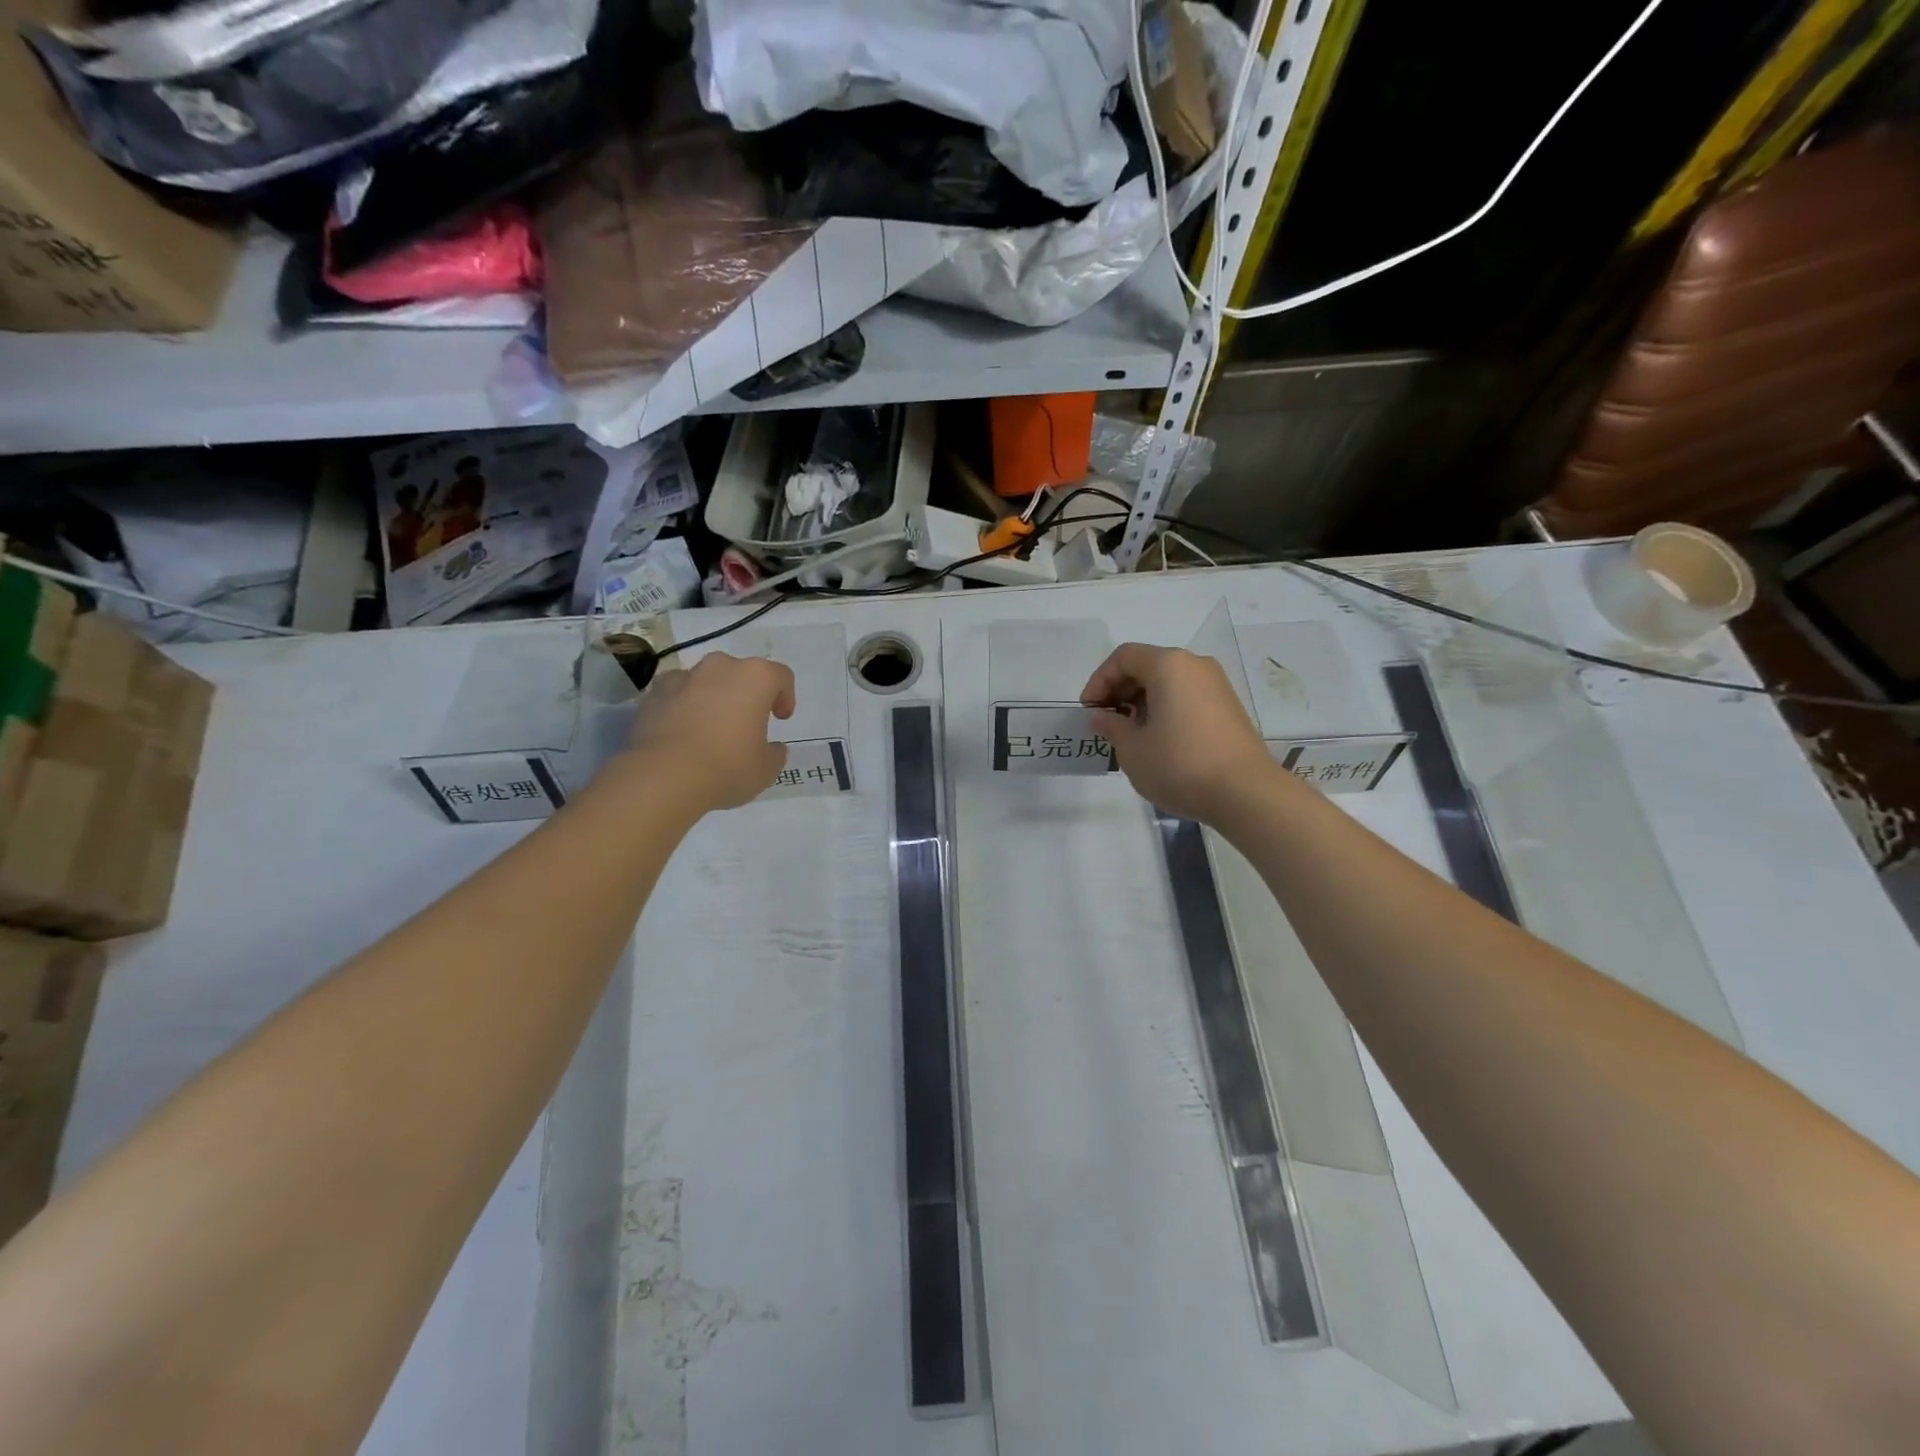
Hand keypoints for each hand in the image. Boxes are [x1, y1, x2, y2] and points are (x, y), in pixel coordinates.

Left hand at [625, 652, 795, 810]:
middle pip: (740, 673)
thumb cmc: (727, 767)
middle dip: (745, 693)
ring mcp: (683, 677)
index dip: (785, 696)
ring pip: (706, 681)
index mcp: (754, 678)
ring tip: (710, 729)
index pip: (780, 676)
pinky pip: (677, 695)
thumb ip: (773, 752)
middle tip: (746, 722)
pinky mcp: (653, 694)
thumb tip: (771, 748)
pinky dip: (682, 708)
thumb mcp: (766, 768)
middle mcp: (719, 667)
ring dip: (713, 698)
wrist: (664, 777)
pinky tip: (682, 734)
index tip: (780, 719)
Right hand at [1082, 644, 1275, 824]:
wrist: (1245, 793)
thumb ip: (1112, 727)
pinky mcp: (1228, 706)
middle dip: (1120, 690)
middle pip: (1147, 665)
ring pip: (1168, 681)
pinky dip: (1165, 708)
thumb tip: (1102, 717)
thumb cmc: (1180, 765)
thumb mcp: (1133, 750)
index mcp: (1168, 665)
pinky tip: (1158, 739)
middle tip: (1106, 722)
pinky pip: (1187, 695)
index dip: (1099, 681)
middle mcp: (1194, 665)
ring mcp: (1216, 684)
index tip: (1090, 711)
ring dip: (1142, 701)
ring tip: (1130, 734)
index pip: (1123, 657)